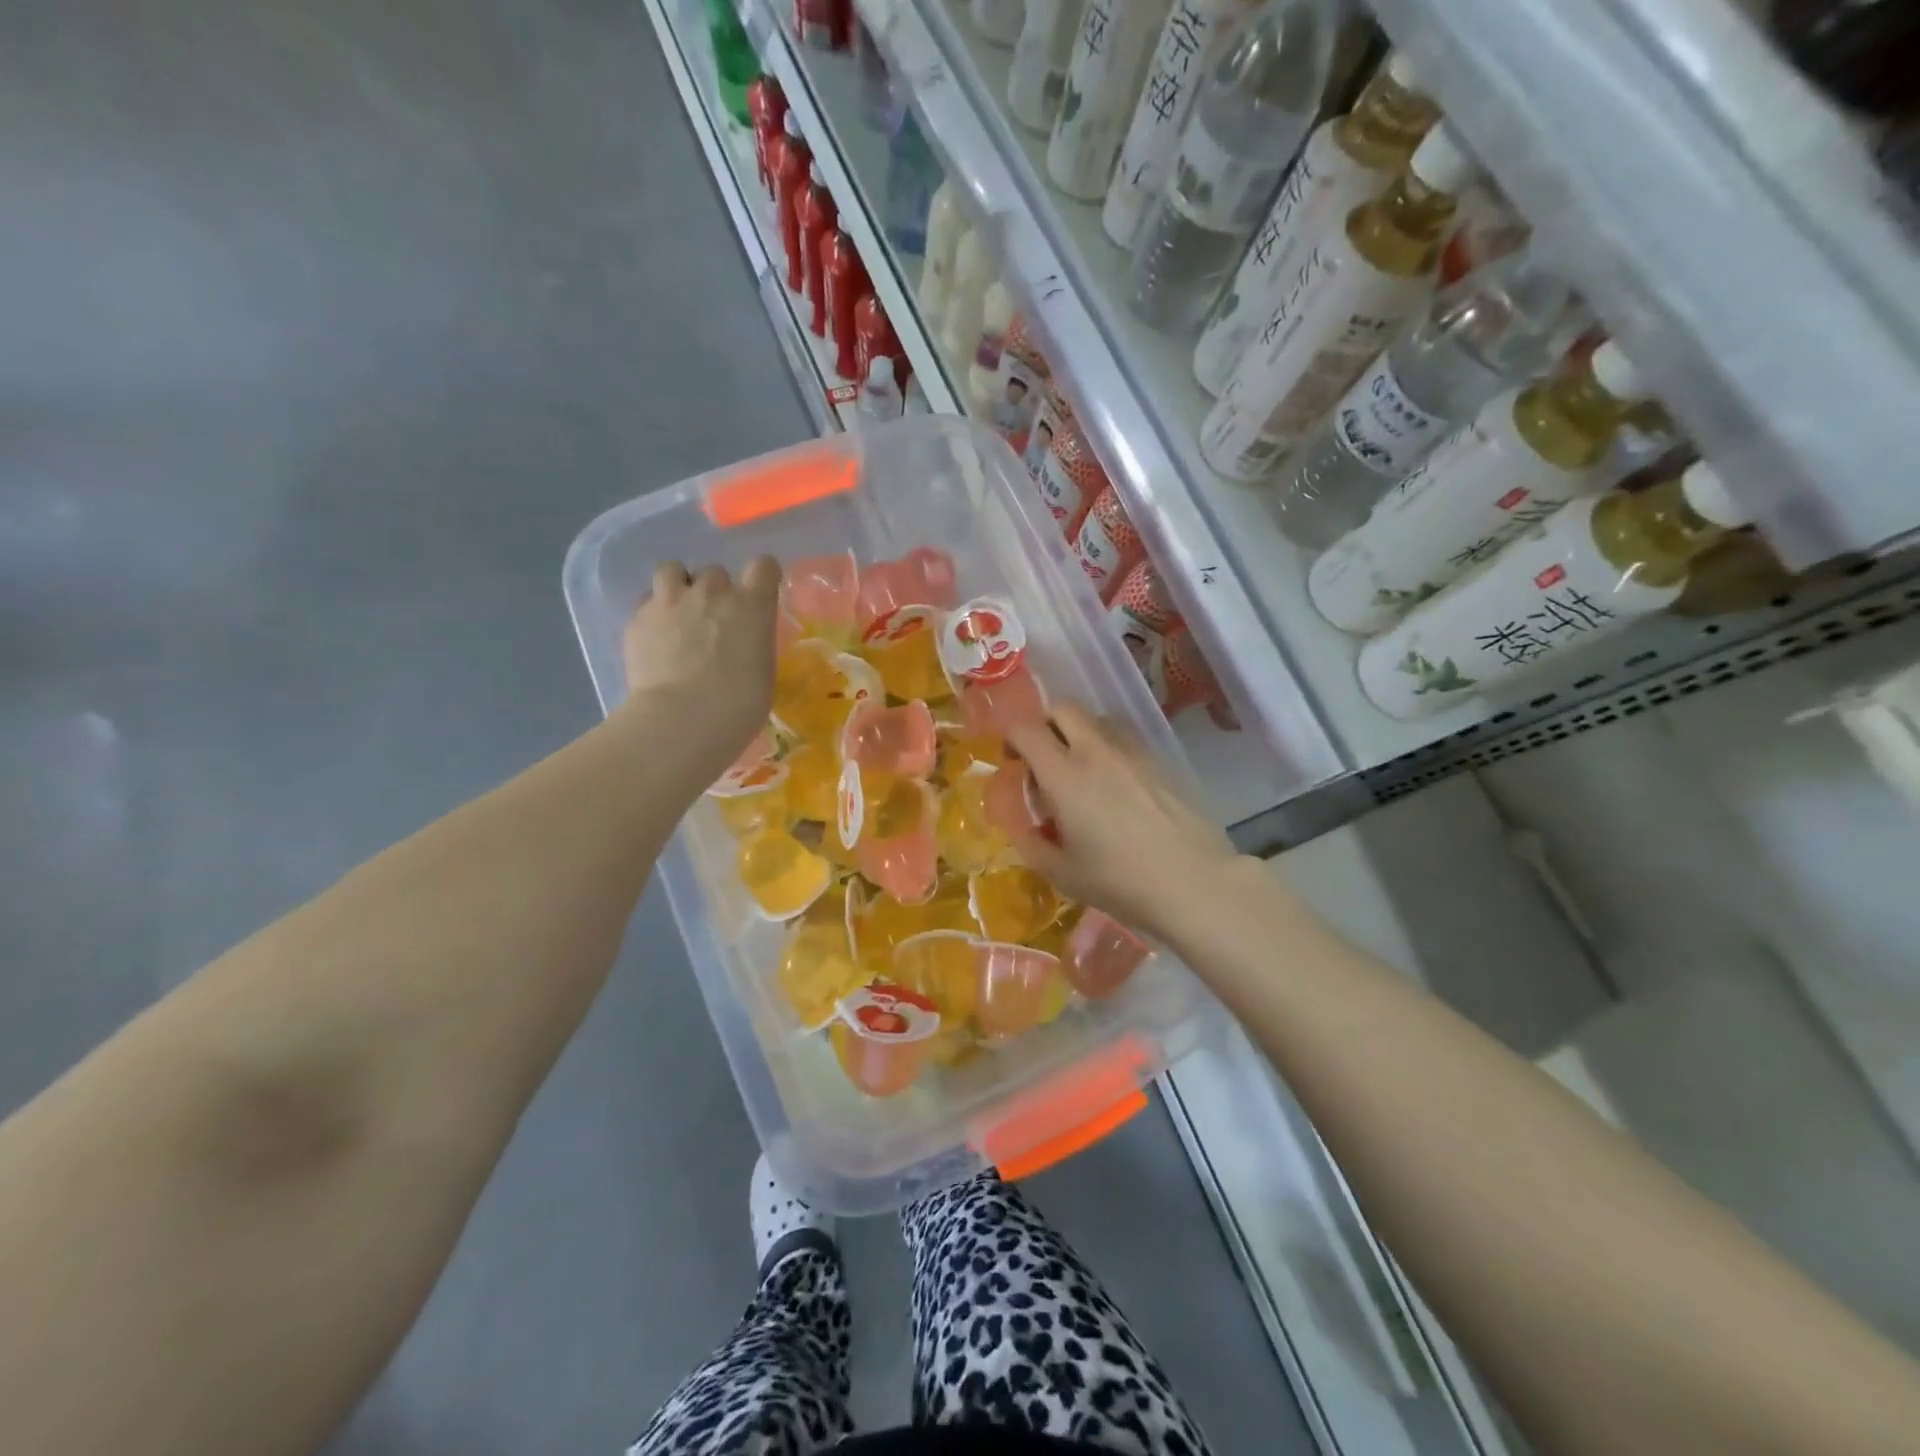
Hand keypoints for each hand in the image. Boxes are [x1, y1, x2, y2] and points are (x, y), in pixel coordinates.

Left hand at [621, 558, 781, 770]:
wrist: (681, 720)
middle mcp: (712, 592)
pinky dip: (653, 614)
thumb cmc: (738, 706)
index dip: (761, 578)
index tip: (758, 595)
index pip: (764, 567)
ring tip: (678, 613)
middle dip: (716, 592)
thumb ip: (752, 645)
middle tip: (714, 621)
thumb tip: (742, 645)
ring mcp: (670, 601)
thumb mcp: (762, 673)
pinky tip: (655, 638)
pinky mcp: (637, 618)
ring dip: (678, 586)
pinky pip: (646, 602)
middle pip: (716, 572)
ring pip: (672, 569)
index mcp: (752, 606)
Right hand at [1005, 704, 1239, 939]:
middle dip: (1046, 724)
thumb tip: (1026, 829)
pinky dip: (1109, 749)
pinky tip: (1116, 787)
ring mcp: (1133, 752)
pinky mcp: (1160, 761)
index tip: (1014, 761)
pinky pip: (1125, 739)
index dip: (1012, 738)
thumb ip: (1033, 845)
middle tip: (1045, 758)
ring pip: (1097, 720)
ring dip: (1080, 733)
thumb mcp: (1063, 873)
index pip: (1027, 730)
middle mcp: (1096, 751)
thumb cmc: (1120, 881)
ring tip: (1082, 771)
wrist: (1193, 881)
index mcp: (1064, 775)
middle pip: (1064, 708)